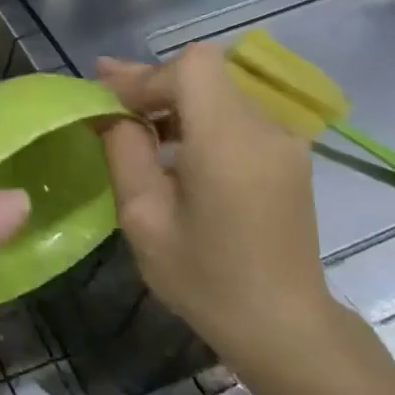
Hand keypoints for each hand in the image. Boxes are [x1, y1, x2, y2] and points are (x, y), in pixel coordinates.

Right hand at [94, 45, 334, 362]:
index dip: (146, 76)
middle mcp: (264, 128)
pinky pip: (235, 113)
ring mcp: (283, 140)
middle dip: (152, 83)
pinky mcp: (288, 155)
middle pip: (204, 73)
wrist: (285, 327)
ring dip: (173, 98)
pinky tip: (172, 146)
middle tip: (106, 99)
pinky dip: (198, 116)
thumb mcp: (144, 219)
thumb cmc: (206, 279)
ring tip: (133, 124)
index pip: (190, 67)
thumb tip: (110, 112)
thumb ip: (125, 152)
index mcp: (229, 142)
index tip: (111, 104)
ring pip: (219, 89)